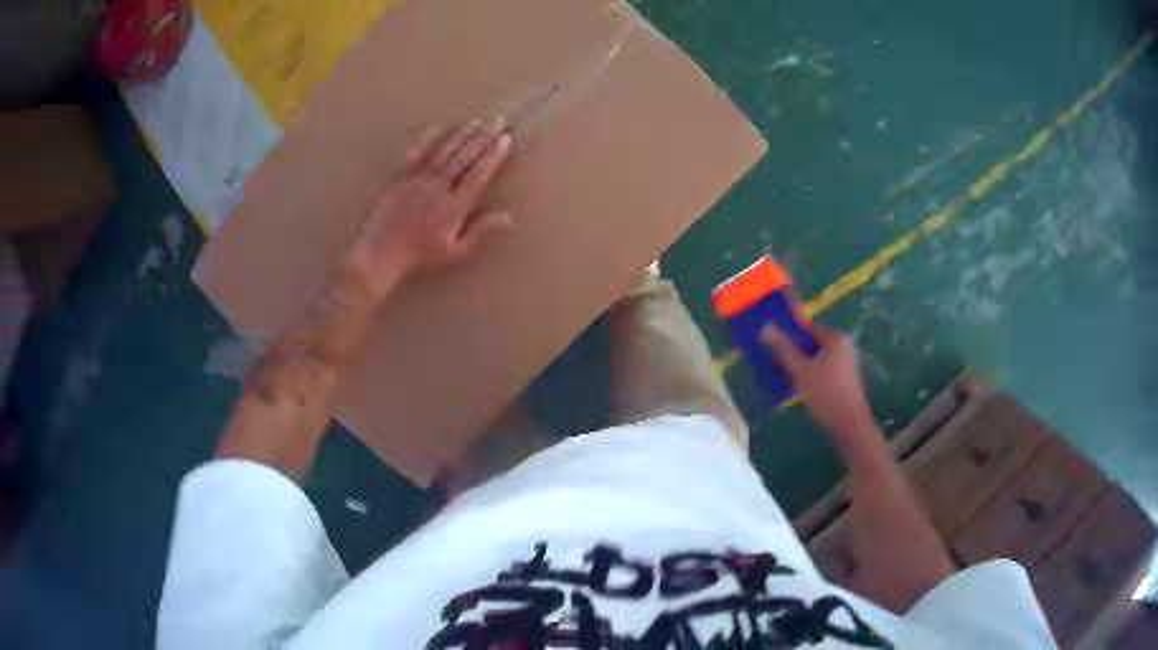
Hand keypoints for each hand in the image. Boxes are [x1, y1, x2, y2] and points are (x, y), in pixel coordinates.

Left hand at [347, 117, 513, 297]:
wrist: (381, 254)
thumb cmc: (420, 257)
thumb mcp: (455, 251)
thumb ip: (480, 231)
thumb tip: (508, 218)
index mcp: (453, 207)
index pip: (477, 174)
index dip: (492, 155)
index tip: (504, 139)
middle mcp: (437, 188)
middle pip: (464, 157)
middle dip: (483, 137)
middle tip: (498, 120)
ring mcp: (418, 181)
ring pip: (444, 152)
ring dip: (462, 134)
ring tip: (477, 121)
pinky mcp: (401, 179)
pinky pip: (416, 154)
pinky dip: (428, 139)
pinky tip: (439, 127)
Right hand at [761, 325, 877, 439]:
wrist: (849, 426)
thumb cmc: (826, 394)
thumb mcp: (801, 370)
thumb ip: (783, 349)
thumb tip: (765, 327)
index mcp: (836, 338)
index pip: (807, 329)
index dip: (788, 336)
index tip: (771, 346)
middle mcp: (844, 347)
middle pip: (811, 346)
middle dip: (793, 354)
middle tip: (773, 364)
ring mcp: (845, 365)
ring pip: (816, 360)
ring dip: (799, 367)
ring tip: (781, 378)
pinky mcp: (844, 381)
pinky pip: (822, 372)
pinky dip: (809, 377)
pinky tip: (796, 389)